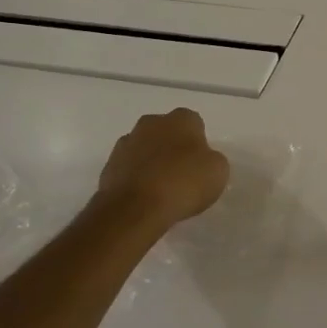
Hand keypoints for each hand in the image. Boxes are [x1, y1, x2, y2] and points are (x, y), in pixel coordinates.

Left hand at [95, 108, 230, 229]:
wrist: (135, 208)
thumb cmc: (183, 183)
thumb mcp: (217, 171)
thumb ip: (211, 159)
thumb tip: (201, 160)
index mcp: (181, 119)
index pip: (194, 123)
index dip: (199, 143)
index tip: (201, 163)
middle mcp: (151, 123)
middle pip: (166, 132)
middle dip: (172, 147)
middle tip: (182, 173)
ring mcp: (126, 143)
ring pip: (144, 148)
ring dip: (151, 161)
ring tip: (161, 189)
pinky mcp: (108, 166)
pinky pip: (129, 168)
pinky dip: (136, 177)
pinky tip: (144, 197)